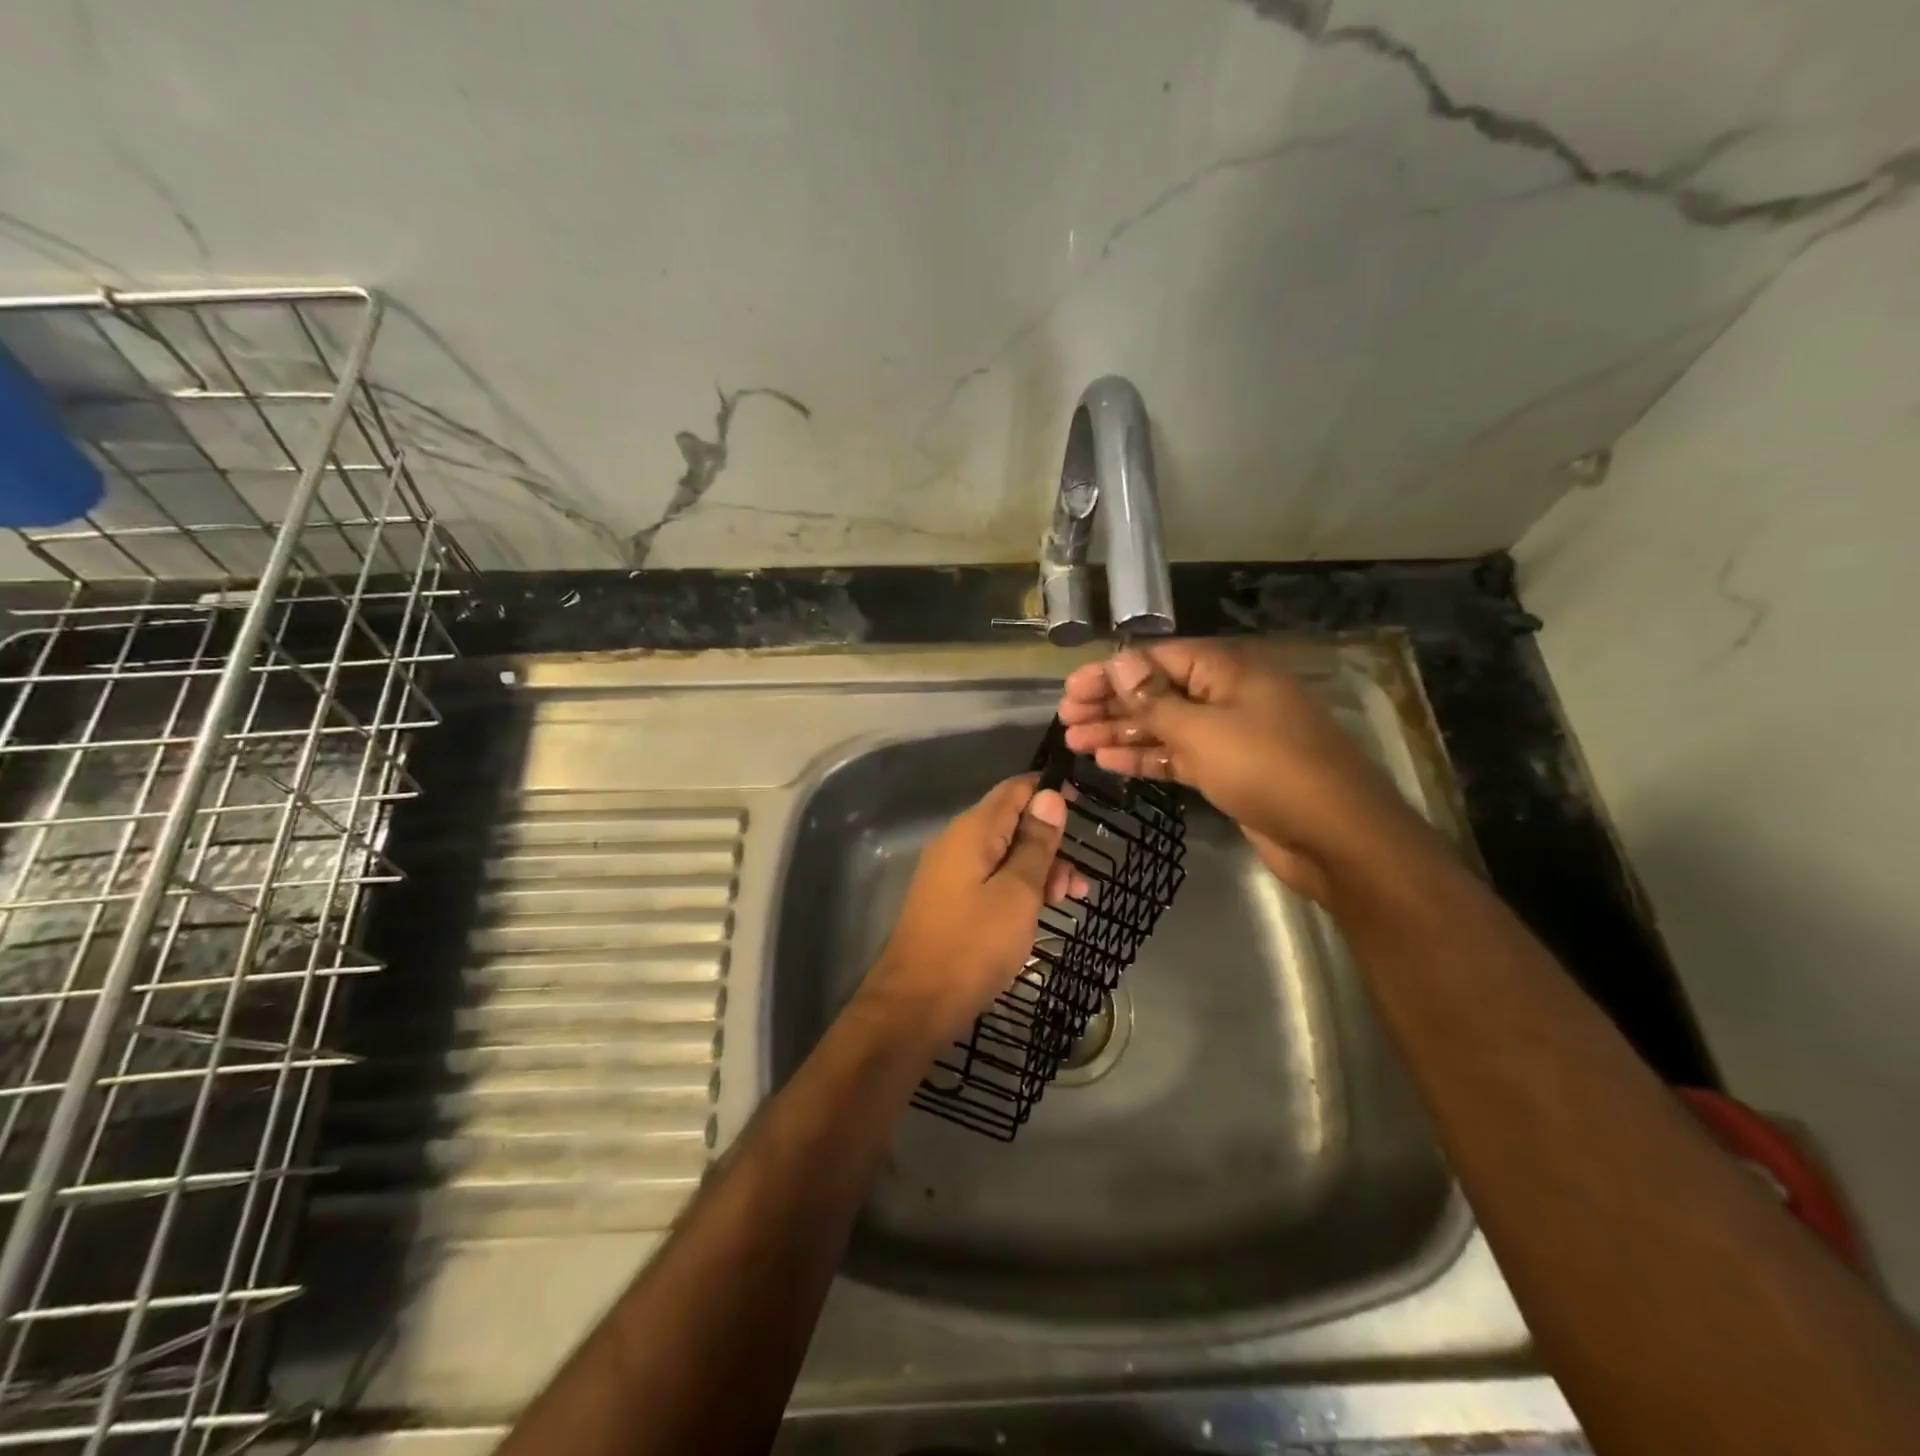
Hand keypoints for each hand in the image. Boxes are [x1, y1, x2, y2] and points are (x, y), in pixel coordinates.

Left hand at [862, 774, 1080, 1048]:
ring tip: (1068, 901)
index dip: (1050, 792)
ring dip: (1039, 871)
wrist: (916, 1003)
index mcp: (973, 830)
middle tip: (1078, 883)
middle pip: (1012, 823)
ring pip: (1005, 854)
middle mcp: (958, 842)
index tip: (1087, 807)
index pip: (1015, 789)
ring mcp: (951, 872)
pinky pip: (991, 879)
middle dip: (1050, 843)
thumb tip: (1050, 796)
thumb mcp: (1018, 893)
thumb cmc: (974, 945)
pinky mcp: (951, 900)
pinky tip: (1039, 914)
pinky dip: (1019, 889)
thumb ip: (1035, 844)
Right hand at [1057, 641, 1422, 900]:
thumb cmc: (1268, 770)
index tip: (1071, 689)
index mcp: (1228, 670)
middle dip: (1111, 703)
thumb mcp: (1203, 731)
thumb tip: (1118, 663)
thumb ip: (1155, 699)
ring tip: (1076, 741)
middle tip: (1066, 718)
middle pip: (1158, 691)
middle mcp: (1228, 695)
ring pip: (1165, 726)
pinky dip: (1147, 757)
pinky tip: (1109, 762)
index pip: (1158, 658)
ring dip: (1121, 732)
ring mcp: (1231, 735)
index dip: (1111, 672)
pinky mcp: (1230, 771)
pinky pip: (1180, 755)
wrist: (1337, 837)